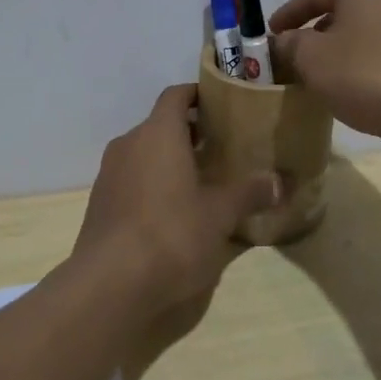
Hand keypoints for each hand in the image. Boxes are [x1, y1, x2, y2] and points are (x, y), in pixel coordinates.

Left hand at [71, 84, 281, 317]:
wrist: (109, 284)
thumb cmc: (171, 234)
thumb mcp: (220, 215)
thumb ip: (249, 193)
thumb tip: (280, 181)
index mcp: (158, 133)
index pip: (176, 95)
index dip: (198, 94)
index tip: (222, 104)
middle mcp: (129, 143)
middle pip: (160, 124)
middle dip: (190, 132)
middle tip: (223, 147)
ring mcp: (109, 174)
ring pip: (144, 153)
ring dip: (170, 159)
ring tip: (202, 180)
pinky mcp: (100, 203)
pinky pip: (131, 179)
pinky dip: (152, 183)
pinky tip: (174, 211)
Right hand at [270, 0, 380, 140]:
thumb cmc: (364, 73)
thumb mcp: (311, 58)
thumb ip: (291, 44)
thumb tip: (285, 40)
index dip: (287, 13)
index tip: (270, 33)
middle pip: (343, 8)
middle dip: (316, 29)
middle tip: (295, 52)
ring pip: (366, 28)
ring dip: (342, 46)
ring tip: (323, 71)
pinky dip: (365, 59)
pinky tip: (356, 84)